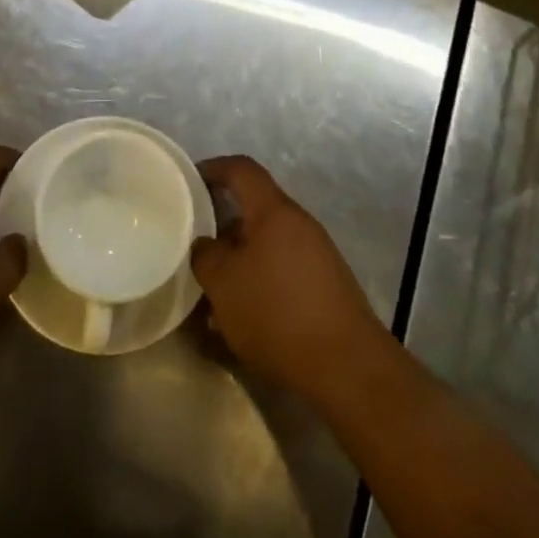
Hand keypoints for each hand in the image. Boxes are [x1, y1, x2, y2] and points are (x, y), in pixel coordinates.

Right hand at [192, 156, 390, 406]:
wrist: (348, 368)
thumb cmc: (277, 313)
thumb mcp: (223, 284)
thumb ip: (206, 255)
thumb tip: (206, 245)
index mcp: (274, 212)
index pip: (242, 169)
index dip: (214, 168)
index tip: (189, 181)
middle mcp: (300, 225)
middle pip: (254, 211)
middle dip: (222, 229)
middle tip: (197, 250)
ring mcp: (318, 257)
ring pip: (267, 247)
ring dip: (239, 264)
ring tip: (213, 296)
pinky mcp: (327, 289)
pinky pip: (283, 273)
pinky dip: (260, 285)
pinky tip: (243, 322)